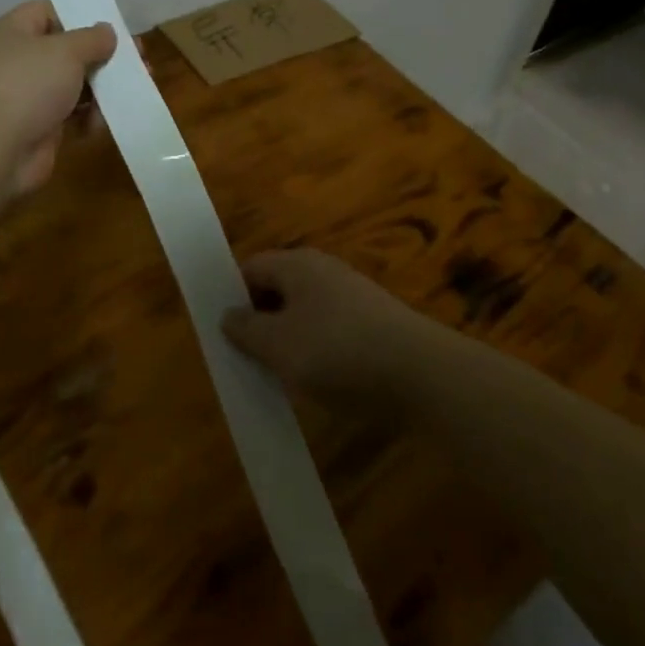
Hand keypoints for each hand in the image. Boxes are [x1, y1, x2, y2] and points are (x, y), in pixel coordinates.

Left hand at [0, 0, 116, 195]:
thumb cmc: (27, 85)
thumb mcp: (65, 51)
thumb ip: (91, 38)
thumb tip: (106, 32)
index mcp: (12, 31)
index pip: (48, 12)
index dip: (81, 16)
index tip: (114, 28)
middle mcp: (16, 60)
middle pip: (66, 51)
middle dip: (102, 57)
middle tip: (139, 62)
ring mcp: (25, 97)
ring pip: (72, 85)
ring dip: (101, 90)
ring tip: (132, 92)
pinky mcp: (36, 128)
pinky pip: (69, 115)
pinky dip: (88, 118)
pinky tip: (104, 123)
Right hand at [221, 250, 437, 407]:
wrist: (423, 375)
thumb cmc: (338, 352)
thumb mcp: (279, 346)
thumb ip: (246, 330)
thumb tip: (228, 315)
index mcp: (296, 264)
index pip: (250, 267)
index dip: (231, 295)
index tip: (221, 332)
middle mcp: (323, 270)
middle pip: (278, 288)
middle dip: (259, 320)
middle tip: (245, 357)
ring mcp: (352, 295)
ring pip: (304, 311)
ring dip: (288, 339)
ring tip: (279, 375)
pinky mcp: (374, 323)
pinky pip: (330, 329)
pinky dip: (317, 350)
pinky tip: (318, 381)